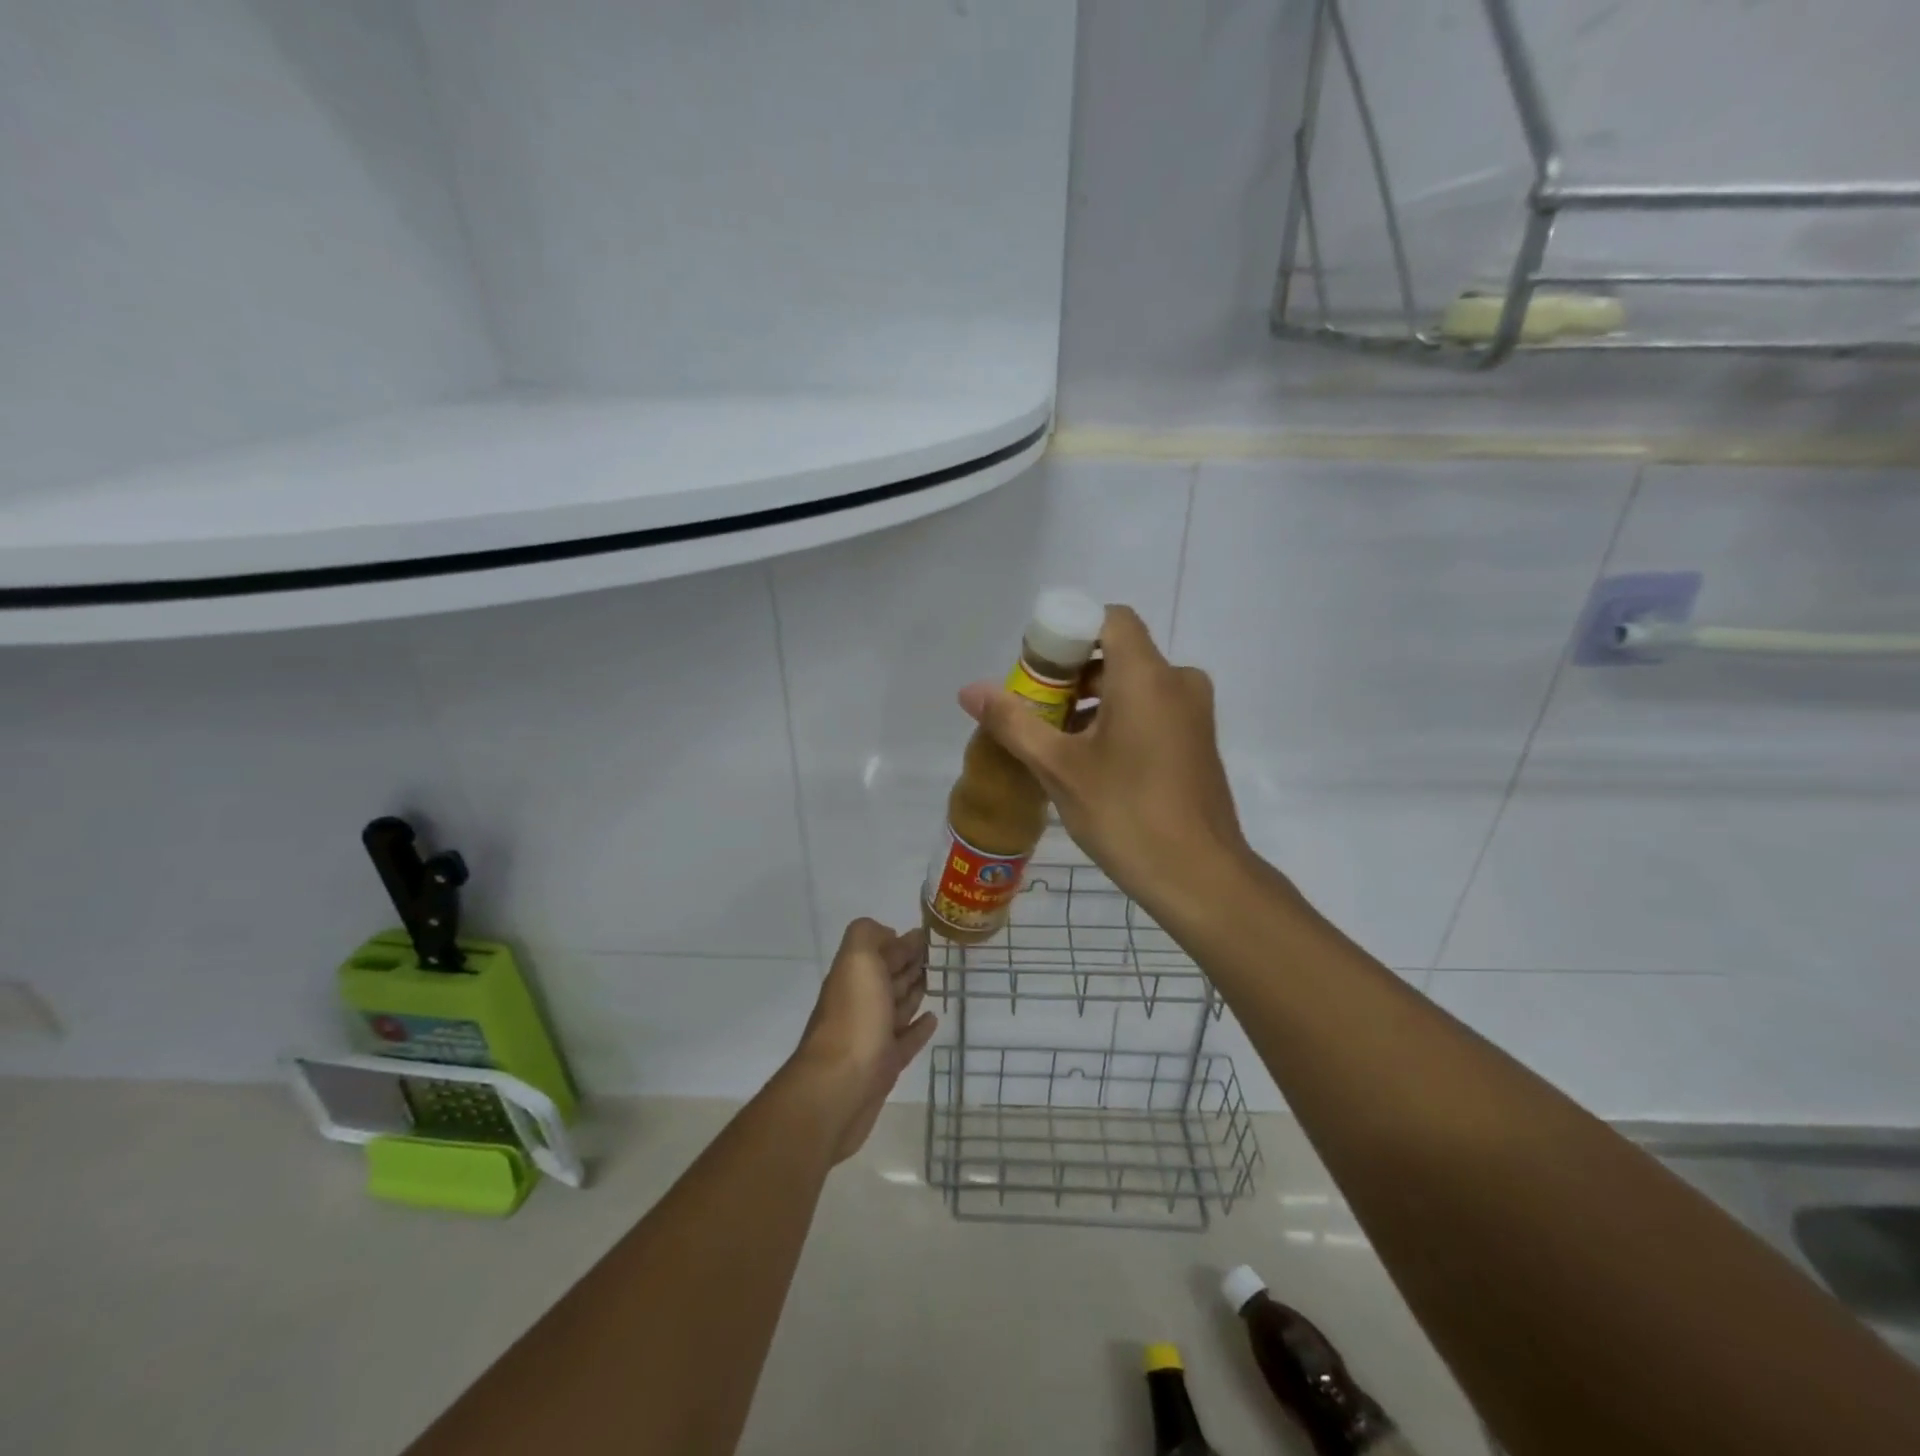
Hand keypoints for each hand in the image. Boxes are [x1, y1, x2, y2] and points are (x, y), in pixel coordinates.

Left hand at [788, 918, 937, 1162]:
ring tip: (933, 981)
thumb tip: (888, 934)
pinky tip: (932, 1019)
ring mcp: (871, 1036)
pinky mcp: (884, 1067)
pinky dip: (918, 1028)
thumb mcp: (857, 960)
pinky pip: (905, 1041)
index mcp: (854, 976)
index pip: (879, 950)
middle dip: (907, 963)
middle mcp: (860, 1002)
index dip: (900, 941)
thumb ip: (868, 935)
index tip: (926, 934)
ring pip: (896, 1007)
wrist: (839, 1088)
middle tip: (933, 956)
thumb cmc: (854, 1018)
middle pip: (887, 977)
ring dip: (912, 992)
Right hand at [957, 605, 1251, 920]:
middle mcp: (1178, 682)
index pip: (1109, 618)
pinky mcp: (1197, 742)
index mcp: (1147, 675)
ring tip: (1054, 742)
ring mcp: (1194, 713)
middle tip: (1034, 710)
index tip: (1036, 668)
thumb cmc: (1126, 814)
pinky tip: (1089, 762)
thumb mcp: (1058, 768)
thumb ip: (1013, 722)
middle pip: (1118, 653)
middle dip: (1071, 675)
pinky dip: (1119, 720)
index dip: (1068, 631)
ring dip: (1093, 702)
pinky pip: (1152, 709)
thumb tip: (969, 690)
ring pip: (1134, 685)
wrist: (1200, 878)